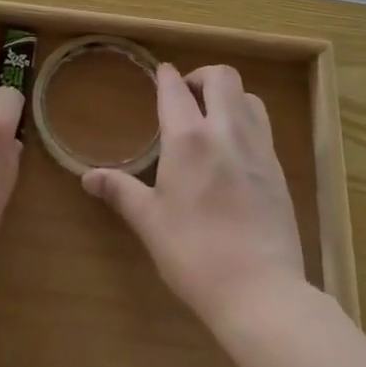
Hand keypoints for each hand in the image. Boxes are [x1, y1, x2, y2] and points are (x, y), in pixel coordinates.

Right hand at [83, 63, 306, 332]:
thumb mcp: (150, 222)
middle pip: (221, 77)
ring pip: (248, 97)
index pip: (175, 88)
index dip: (165, 76)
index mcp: (188, 138)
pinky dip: (247, 122)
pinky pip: (263, 126)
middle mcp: (226, 131)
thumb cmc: (194, 254)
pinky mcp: (278, 170)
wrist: (261, 293)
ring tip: (213, 118)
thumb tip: (87, 177)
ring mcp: (258, 148)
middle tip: (187, 96)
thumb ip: (120, 191)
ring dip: (229, 96)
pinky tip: (234, 151)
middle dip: (202, 76)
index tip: (160, 74)